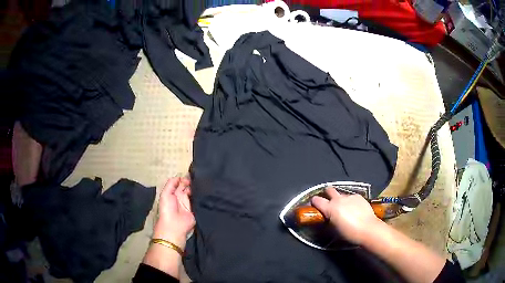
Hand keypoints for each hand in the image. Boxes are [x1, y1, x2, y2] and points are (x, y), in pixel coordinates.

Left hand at [153, 177, 194, 247]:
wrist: (174, 224)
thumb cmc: (167, 208)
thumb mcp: (165, 193)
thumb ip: (171, 183)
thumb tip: (180, 177)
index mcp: (173, 193)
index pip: (180, 183)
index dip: (184, 178)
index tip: (190, 174)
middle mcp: (181, 197)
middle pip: (187, 186)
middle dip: (191, 182)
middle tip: (196, 178)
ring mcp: (189, 203)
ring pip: (193, 192)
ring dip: (196, 188)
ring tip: (201, 183)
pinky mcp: (195, 208)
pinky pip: (199, 200)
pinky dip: (201, 196)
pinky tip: (204, 190)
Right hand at [311, 187, 381, 244]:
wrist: (368, 228)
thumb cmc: (349, 232)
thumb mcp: (334, 228)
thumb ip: (329, 219)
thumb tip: (328, 216)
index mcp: (330, 208)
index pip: (316, 200)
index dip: (314, 202)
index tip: (315, 205)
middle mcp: (338, 199)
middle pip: (329, 190)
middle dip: (328, 193)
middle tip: (329, 201)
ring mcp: (350, 197)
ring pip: (342, 194)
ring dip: (341, 199)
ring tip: (345, 208)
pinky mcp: (359, 196)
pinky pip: (352, 197)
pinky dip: (351, 202)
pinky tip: (355, 209)